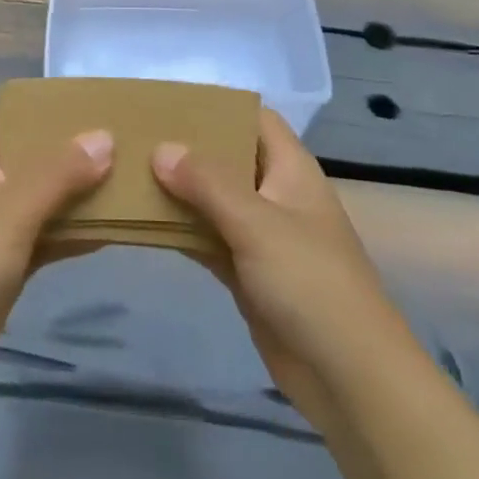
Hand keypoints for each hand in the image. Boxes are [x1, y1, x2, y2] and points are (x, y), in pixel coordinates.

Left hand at [0, 101, 112, 408]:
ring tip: (126, 175)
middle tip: (114, 135)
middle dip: (65, 147)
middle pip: (25, 154)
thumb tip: (105, 137)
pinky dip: (73, 233)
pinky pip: (45, 239)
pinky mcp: (4, 269)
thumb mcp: (9, 208)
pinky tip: (112, 229)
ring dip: (75, 191)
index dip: (25, 103)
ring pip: (40, 198)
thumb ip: (59, 173)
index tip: (72, 100)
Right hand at [152, 108, 423, 434]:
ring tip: (128, 171)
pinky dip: (181, 230)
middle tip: (136, 136)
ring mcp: (262, 235)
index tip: (169, 101)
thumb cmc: (310, 281)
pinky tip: (142, 221)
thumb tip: (160, 148)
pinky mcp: (248, 273)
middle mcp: (276, 194)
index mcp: (291, 169)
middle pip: (228, 157)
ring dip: (179, 190)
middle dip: (187, 148)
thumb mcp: (256, 222)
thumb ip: (207, 182)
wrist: (349, 377)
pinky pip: (208, 238)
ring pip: (214, 200)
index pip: (254, 118)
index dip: (217, 106)